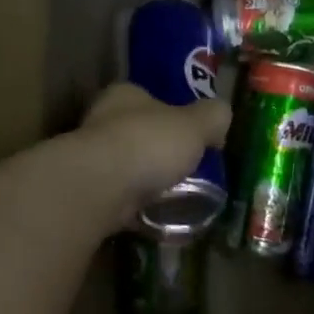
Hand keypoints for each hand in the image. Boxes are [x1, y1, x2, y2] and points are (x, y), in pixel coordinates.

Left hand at [75, 83, 231, 221]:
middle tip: (186, 167)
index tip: (191, 135)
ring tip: (174, 195)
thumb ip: (212, 117)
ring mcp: (92, 159)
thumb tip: (223, 115)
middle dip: (158, 149)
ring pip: (127, 166)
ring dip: (146, 179)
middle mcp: (102, 121)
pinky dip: (137, 206)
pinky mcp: (90, 192)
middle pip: (136, 132)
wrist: (101, 188)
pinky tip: (157, 216)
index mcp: (126, 96)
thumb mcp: (195, 125)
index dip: (171, 113)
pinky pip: (121, 198)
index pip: (148, 97)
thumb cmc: (149, 145)